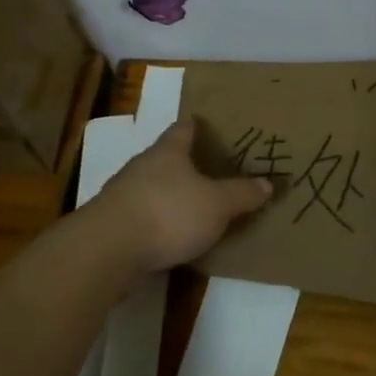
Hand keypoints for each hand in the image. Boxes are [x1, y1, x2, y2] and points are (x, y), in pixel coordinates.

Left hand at [87, 120, 274, 272]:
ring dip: (167, 196)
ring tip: (191, 207)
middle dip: (183, 164)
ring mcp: (122, 195)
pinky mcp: (112, 224)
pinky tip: (168, 237)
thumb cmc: (168, 213)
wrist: (107, 250)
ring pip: (150, 188)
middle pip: (164, 158)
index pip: (182, 129)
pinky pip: (140, 217)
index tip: (205, 125)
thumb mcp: (217, 205)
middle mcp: (142, 167)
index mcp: (167, 152)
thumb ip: (241, 194)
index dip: (195, 126)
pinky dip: (155, 223)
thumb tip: (267, 183)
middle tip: (208, 171)